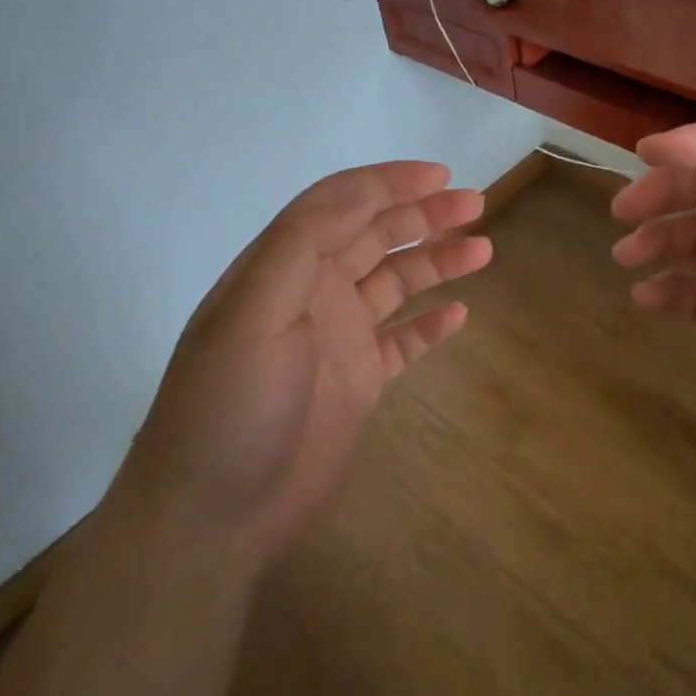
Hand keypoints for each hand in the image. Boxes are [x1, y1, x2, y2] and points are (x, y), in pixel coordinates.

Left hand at [116, 162, 490, 565]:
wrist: (213, 519)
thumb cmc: (230, 406)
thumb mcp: (253, 312)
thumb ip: (302, 246)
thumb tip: (362, 195)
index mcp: (281, 267)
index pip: (337, 205)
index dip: (387, 183)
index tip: (439, 176)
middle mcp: (311, 293)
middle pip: (374, 235)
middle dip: (422, 214)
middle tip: (475, 204)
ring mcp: (337, 338)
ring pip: (395, 282)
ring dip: (436, 260)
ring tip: (481, 249)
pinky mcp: (357, 381)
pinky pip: (402, 339)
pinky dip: (430, 323)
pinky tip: (459, 313)